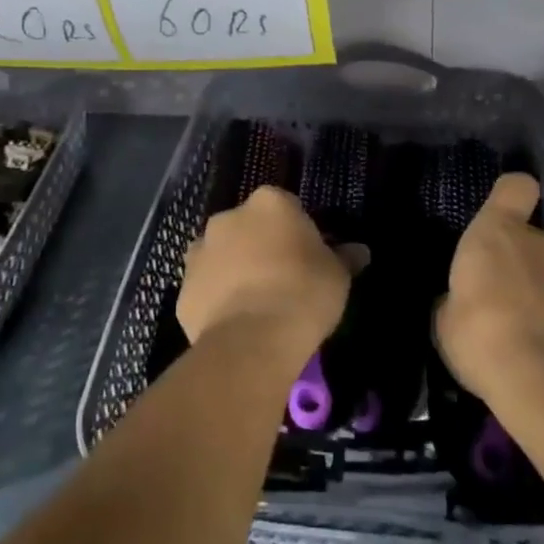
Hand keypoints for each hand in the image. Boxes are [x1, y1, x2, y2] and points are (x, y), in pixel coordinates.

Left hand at [178, 186, 349, 370]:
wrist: (253, 340)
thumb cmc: (303, 293)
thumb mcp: (338, 275)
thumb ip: (344, 257)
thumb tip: (360, 251)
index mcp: (268, 203)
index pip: (286, 207)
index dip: (297, 232)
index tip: (308, 257)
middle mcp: (228, 217)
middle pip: (249, 227)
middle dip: (261, 246)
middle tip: (283, 279)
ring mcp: (200, 251)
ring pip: (222, 255)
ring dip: (235, 270)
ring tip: (256, 305)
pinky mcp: (183, 288)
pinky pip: (206, 289)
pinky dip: (217, 300)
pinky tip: (236, 324)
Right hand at [435, 173, 543, 410]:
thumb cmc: (483, 339)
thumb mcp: (446, 322)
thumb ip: (456, 300)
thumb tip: (460, 302)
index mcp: (498, 233)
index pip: (515, 187)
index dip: (510, 196)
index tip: (504, 215)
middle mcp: (541, 243)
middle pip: (533, 239)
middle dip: (522, 263)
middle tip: (504, 302)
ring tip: (530, 337)